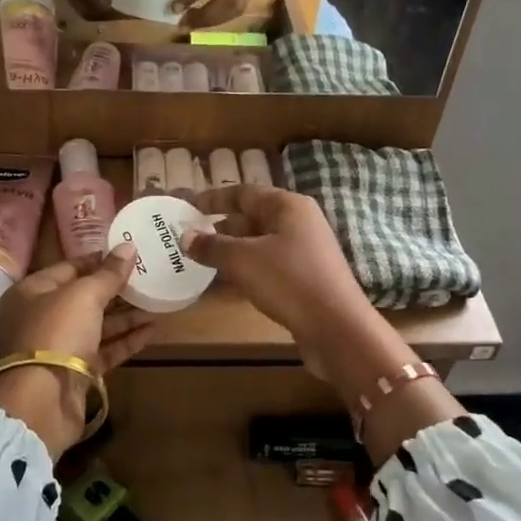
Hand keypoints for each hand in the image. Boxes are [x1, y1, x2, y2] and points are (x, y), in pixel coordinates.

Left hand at [0, 245, 153, 456]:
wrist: (42, 401)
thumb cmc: (56, 333)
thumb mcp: (84, 295)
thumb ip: (108, 273)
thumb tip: (128, 247)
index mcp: (32, 292)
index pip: (69, 268)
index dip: (99, 260)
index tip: (129, 254)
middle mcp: (42, 318)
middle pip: (84, 298)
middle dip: (116, 289)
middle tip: (149, 277)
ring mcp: (59, 347)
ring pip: (97, 325)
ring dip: (126, 315)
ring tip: (158, 301)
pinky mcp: (77, 372)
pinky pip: (105, 349)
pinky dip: (126, 340)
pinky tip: (152, 329)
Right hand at [50, 0, 129, 19]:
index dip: (111, 4)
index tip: (132, 8)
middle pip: (87, 9)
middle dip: (110, 14)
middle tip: (134, 13)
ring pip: (87, 11)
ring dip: (107, 15)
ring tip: (129, 11)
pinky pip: (87, 6)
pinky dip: (103, 9)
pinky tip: (119, 5)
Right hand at [183, 186, 379, 378]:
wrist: (336, 327)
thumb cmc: (288, 281)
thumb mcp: (242, 260)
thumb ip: (211, 246)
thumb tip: (184, 236)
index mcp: (288, 206)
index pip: (244, 193)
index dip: (214, 198)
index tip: (188, 204)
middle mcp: (299, 222)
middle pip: (253, 217)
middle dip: (221, 225)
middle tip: (190, 235)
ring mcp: (305, 251)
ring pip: (260, 242)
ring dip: (232, 248)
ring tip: (202, 258)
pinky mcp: (305, 277)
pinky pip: (268, 264)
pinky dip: (246, 267)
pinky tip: (228, 280)